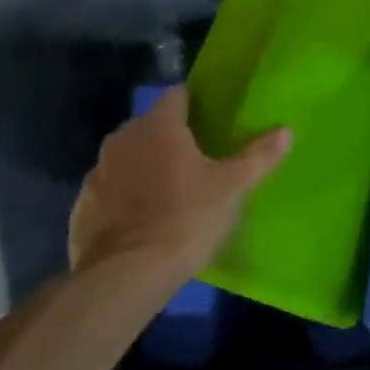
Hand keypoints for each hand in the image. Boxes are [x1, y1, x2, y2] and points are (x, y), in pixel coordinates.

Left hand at [66, 85, 289, 281]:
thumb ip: (259, 155)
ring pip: (130, 157)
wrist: (127, 274)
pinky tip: (144, 219)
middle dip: (173, 137)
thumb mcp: (233, 188)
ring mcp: (98, 171)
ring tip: (172, 191)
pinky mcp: (83, 204)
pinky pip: (112, 188)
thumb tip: (286, 130)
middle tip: (200, 159)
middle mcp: (122, 138)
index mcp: (159, 126)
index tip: (214, 121)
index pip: (178, 95)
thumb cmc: (186, 218)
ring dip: (147, 166)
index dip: (197, 104)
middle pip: (152, 125)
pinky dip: (127, 195)